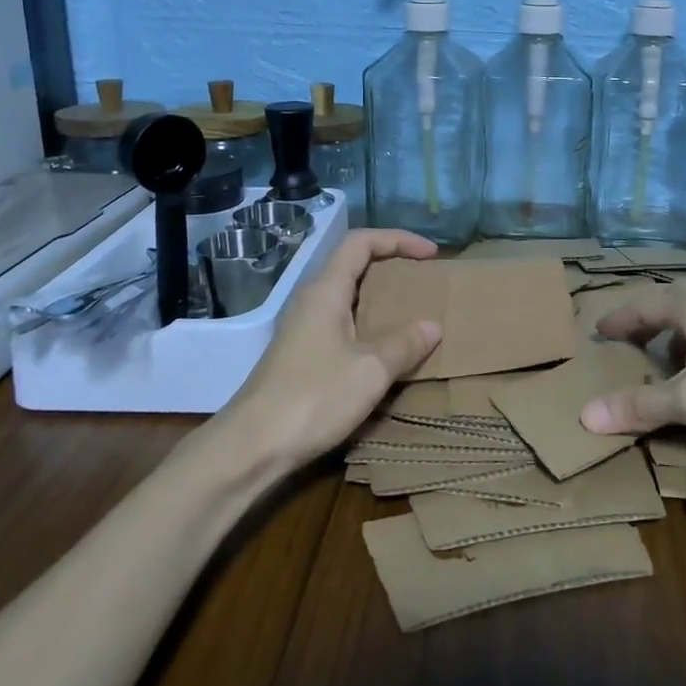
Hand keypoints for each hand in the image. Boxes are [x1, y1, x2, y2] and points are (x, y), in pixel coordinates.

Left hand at [220, 228, 442, 471]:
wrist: (252, 446)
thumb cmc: (314, 398)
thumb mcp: (371, 370)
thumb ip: (404, 344)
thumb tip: (432, 327)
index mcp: (326, 289)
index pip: (361, 242)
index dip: (398, 239)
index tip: (431, 254)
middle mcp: (311, 300)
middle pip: (353, 264)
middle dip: (391, 265)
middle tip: (424, 280)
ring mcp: (303, 327)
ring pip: (347, 295)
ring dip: (380, 296)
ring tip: (412, 311)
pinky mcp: (301, 353)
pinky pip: (341, 321)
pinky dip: (368, 322)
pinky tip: (385, 347)